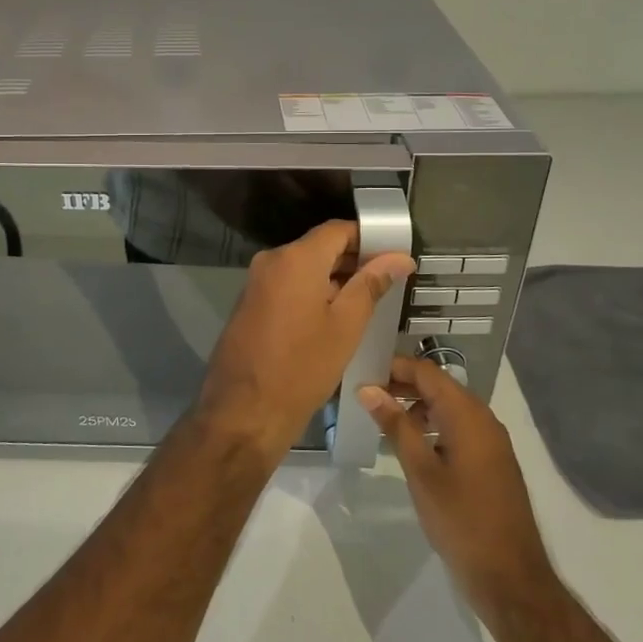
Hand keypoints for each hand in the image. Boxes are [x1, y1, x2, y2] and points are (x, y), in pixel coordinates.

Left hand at [198, 220, 414, 464]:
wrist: (244, 411)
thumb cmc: (302, 367)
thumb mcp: (346, 326)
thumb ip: (371, 284)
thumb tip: (399, 257)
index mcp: (295, 258)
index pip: (338, 230)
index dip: (369, 238)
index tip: (395, 256)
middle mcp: (271, 260)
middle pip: (319, 246)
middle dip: (353, 260)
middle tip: (388, 282)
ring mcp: (257, 282)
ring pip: (303, 267)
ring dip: (333, 278)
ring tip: (368, 301)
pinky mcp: (250, 303)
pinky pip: (287, 285)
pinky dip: (311, 292)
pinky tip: (334, 316)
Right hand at [361, 357, 553, 619]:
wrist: (510, 577)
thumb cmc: (460, 520)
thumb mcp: (421, 471)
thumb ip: (395, 425)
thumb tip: (368, 389)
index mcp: (467, 415)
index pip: (426, 371)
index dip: (394, 367)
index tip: (362, 372)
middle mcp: (483, 419)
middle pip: (439, 385)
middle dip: (403, 384)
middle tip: (367, 394)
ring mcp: (491, 441)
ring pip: (449, 407)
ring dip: (417, 405)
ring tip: (384, 419)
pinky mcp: (492, 461)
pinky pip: (459, 427)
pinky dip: (434, 425)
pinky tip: (413, 445)